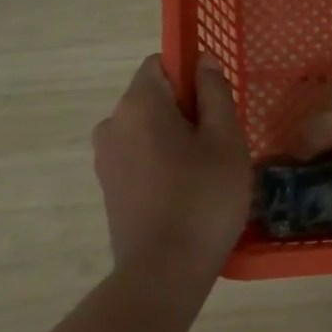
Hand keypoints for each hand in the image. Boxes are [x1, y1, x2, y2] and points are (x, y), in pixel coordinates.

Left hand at [93, 54, 250, 274]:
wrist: (164, 271)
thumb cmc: (204, 199)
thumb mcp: (226, 141)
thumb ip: (215, 93)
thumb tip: (203, 60)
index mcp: (138, 103)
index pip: (161, 63)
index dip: (192, 76)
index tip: (217, 107)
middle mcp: (112, 123)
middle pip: (154, 98)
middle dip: (187, 112)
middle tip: (221, 146)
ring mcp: (106, 157)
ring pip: (147, 130)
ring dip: (175, 140)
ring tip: (206, 174)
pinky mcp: (108, 187)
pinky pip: (139, 157)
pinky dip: (162, 164)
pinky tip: (185, 193)